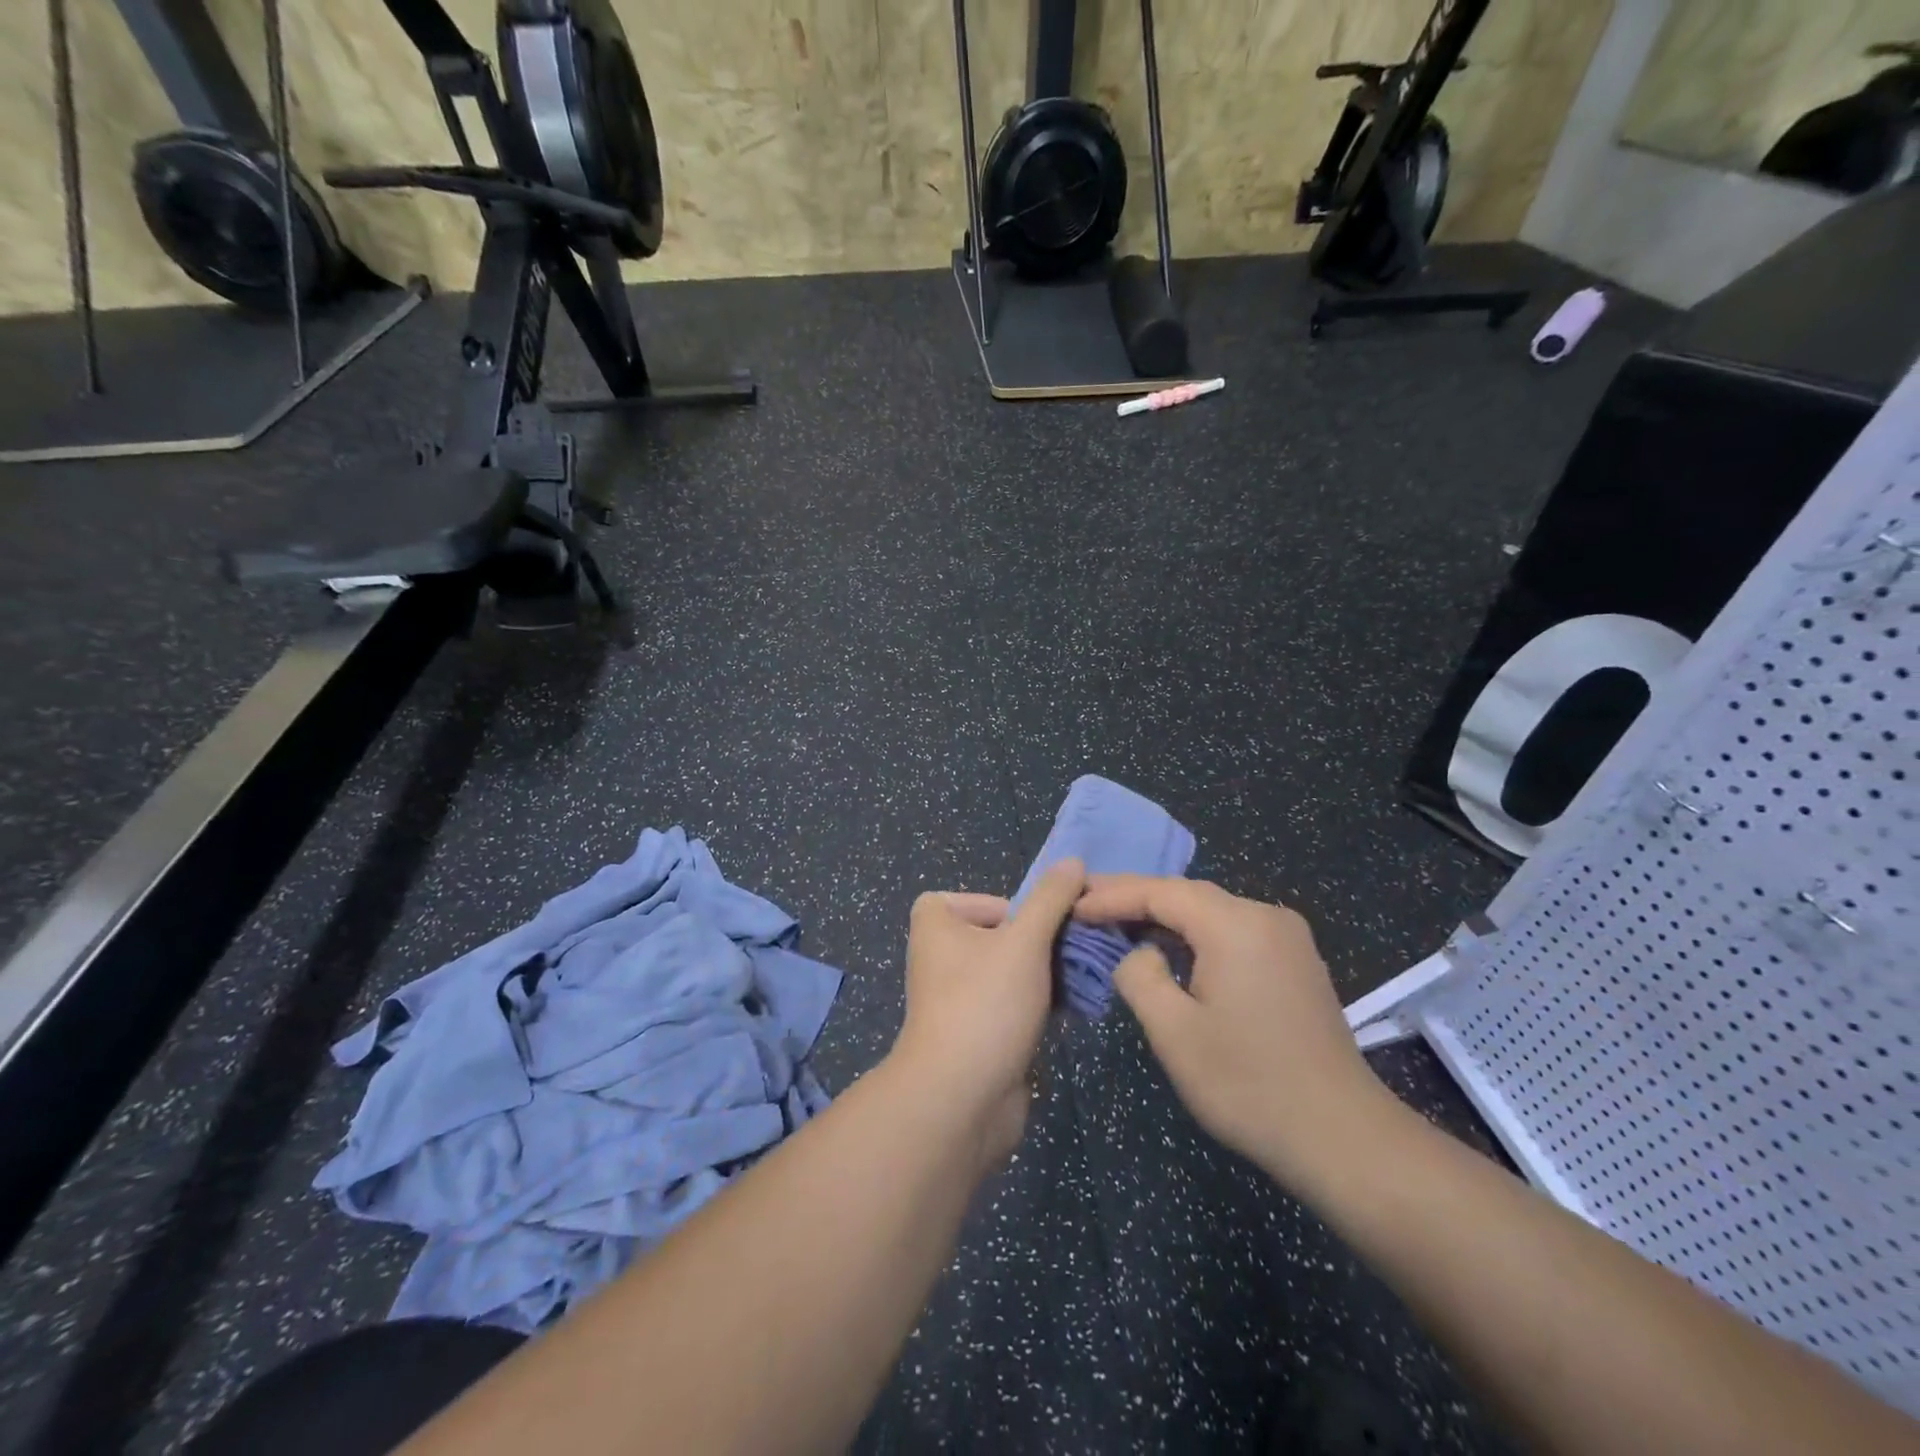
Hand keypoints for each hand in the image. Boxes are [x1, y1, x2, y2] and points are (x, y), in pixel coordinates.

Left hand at [891, 860, 1085, 1165]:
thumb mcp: (1025, 941)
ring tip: (1084, 977)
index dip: (1010, 907)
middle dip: (1041, 942)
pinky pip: (1014, 1004)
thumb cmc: (986, 1003)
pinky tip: (1073, 1009)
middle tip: (1077, 950)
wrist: (961, 1098)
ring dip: (1047, 973)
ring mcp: (959, 998)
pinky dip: (1040, 1004)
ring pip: (1012, 971)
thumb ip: (1051, 899)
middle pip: (1002, 933)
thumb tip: (1073, 862)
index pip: (977, 899)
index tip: (1036, 927)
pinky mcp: (978, 1033)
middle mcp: (940, 956)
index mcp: (935, 924)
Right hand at [1075, 875, 1391, 1190]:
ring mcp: (1287, 938)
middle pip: (1187, 894)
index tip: (1073, 905)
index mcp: (1235, 925)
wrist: (1342, 1137)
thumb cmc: (1248, 1084)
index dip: (1113, 896)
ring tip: (1119, 920)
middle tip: (1088, 902)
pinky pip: (1234, 931)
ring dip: (1165, 915)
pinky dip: (1196, 933)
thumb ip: (1140, 976)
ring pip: (1212, 911)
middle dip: (1136, 897)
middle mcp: (1265, 916)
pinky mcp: (1296, 962)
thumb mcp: (1174, 1032)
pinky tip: (1172, 947)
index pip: (1161, 892)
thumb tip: (1139, 953)